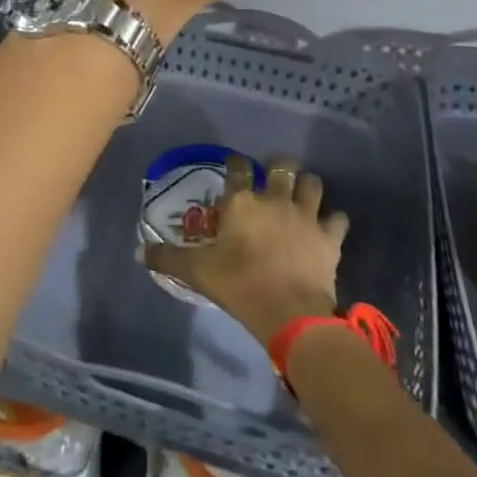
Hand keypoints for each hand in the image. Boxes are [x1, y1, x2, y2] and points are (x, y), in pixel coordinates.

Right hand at [144, 154, 349, 345]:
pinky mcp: (329, 237)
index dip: (236, 163)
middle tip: (274, 176)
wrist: (290, 313)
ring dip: (308, 186)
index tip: (235, 166)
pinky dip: (333, 221)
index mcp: (241, 202)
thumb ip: (167, 258)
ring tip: (302, 194)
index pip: (238, 167)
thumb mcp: (196, 272)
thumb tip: (138, 252)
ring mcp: (306, 215)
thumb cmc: (239, 285)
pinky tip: (327, 227)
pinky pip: (338, 218)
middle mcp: (275, 199)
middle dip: (279, 165)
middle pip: (282, 165)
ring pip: (313, 183)